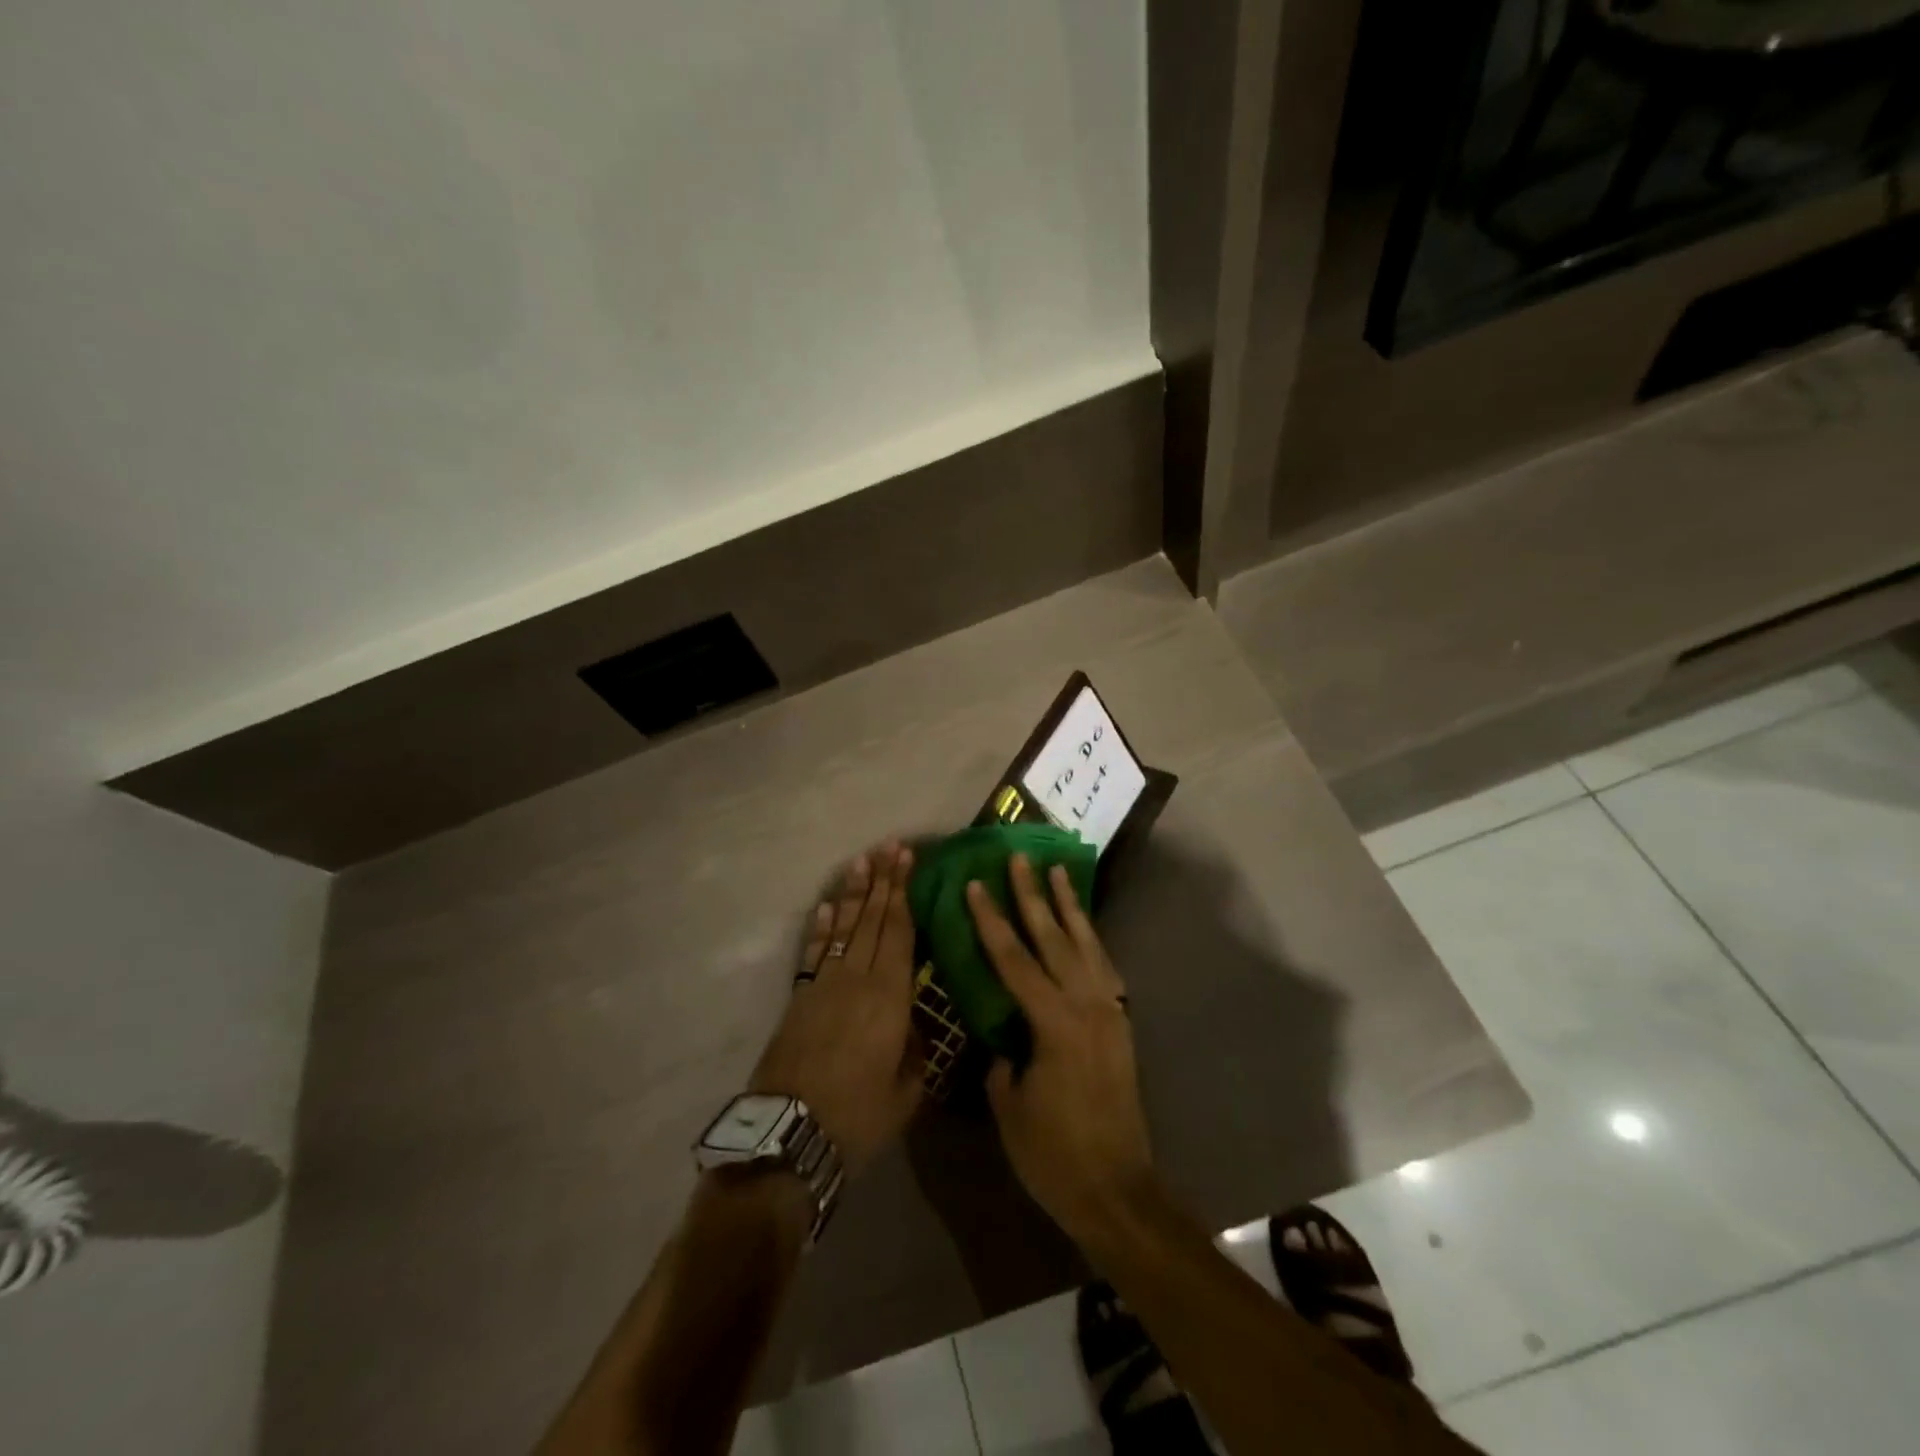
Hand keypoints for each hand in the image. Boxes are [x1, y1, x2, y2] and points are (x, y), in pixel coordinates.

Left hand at [751, 842, 924, 1175]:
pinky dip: (819, 929)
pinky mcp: (799, 998)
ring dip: (851, 894)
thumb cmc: (858, 1116)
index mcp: (889, 996)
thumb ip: (917, 1052)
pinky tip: (824, 909)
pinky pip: (813, 953)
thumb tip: (916, 1026)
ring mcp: (823, 985)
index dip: (903, 894)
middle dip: (881, 881)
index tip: (907, 861)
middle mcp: (856, 978)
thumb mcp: (906, 1091)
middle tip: (889, 847)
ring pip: (842, 928)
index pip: (898, 931)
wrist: (790, 1137)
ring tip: (860, 862)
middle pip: (871, 919)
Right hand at [966, 854, 1155, 1238]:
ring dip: (1069, 907)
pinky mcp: (1121, 1025)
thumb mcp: (1010, 1107)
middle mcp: (1086, 1006)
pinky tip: (1083, 928)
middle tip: (1019, 858)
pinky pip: (1104, 969)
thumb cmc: (1054, 1155)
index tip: (977, 885)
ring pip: (1086, 945)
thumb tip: (1002, 1036)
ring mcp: (1109, 1012)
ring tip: (1057, 872)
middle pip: (1054, 939)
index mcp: (1054, 1023)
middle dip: (1033, 895)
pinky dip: (1091, 941)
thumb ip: (1003, 1059)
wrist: (1118, 1192)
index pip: (1014, 960)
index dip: (992, 921)